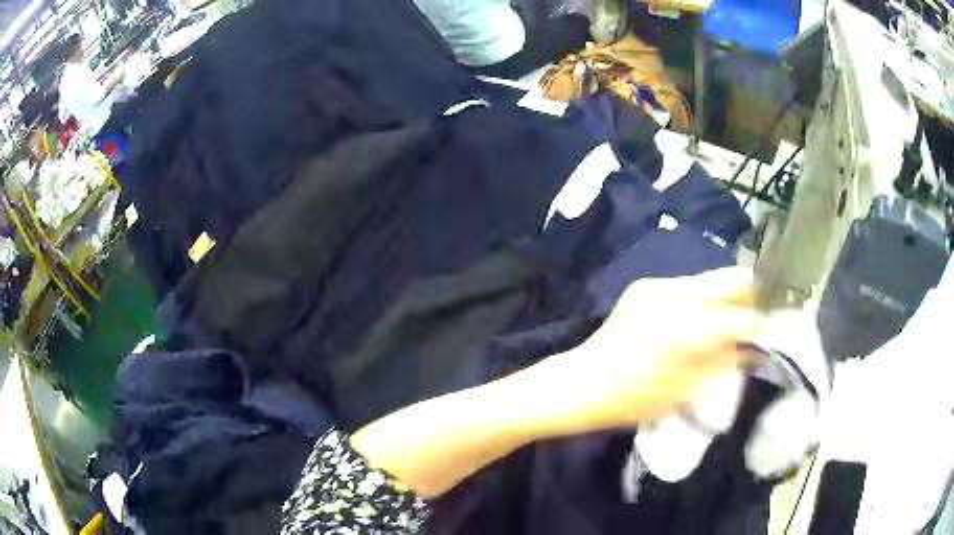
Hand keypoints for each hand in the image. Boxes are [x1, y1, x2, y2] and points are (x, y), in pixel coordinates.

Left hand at [508, 267, 761, 438]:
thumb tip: (753, 350)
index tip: (769, 332)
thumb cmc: (633, 397)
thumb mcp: (685, 390)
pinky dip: (701, 300)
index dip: (759, 325)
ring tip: (733, 318)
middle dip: (750, 294)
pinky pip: (686, 288)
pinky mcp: (643, 287)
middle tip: (761, 311)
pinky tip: (701, 319)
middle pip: (728, 280)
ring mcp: (657, 286)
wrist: (583, 382)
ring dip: (725, 297)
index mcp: (687, 325)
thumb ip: (723, 364)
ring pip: (708, 282)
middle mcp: (675, 294)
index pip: (739, 317)